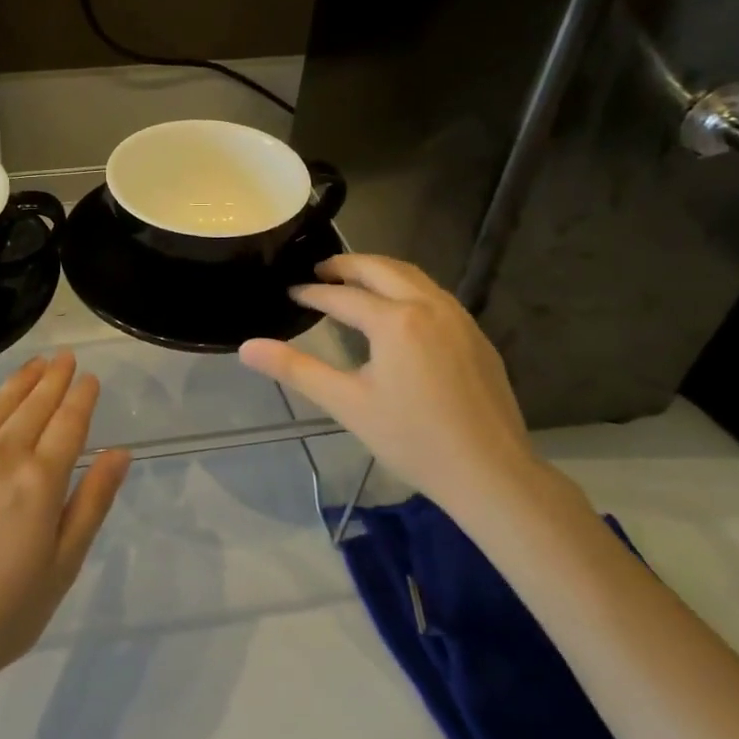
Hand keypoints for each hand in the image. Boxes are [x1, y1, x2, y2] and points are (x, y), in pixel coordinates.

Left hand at [0, 351, 130, 697]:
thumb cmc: (6, 610)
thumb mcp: (64, 563)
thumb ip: (93, 501)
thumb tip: (120, 452)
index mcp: (39, 481)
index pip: (69, 422)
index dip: (82, 396)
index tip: (90, 378)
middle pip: (34, 403)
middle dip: (55, 377)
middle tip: (67, 358)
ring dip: (21, 380)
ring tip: (37, 364)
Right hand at [239, 254, 543, 513]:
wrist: (491, 473)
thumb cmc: (412, 439)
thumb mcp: (347, 404)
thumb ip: (295, 370)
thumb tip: (247, 348)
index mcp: (395, 321)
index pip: (342, 297)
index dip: (312, 294)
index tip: (289, 293)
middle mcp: (428, 306)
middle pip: (381, 269)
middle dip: (346, 265)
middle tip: (318, 272)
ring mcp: (458, 318)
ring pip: (412, 276)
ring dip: (378, 271)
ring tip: (353, 282)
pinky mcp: (476, 335)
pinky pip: (434, 294)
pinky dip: (406, 287)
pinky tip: (397, 310)